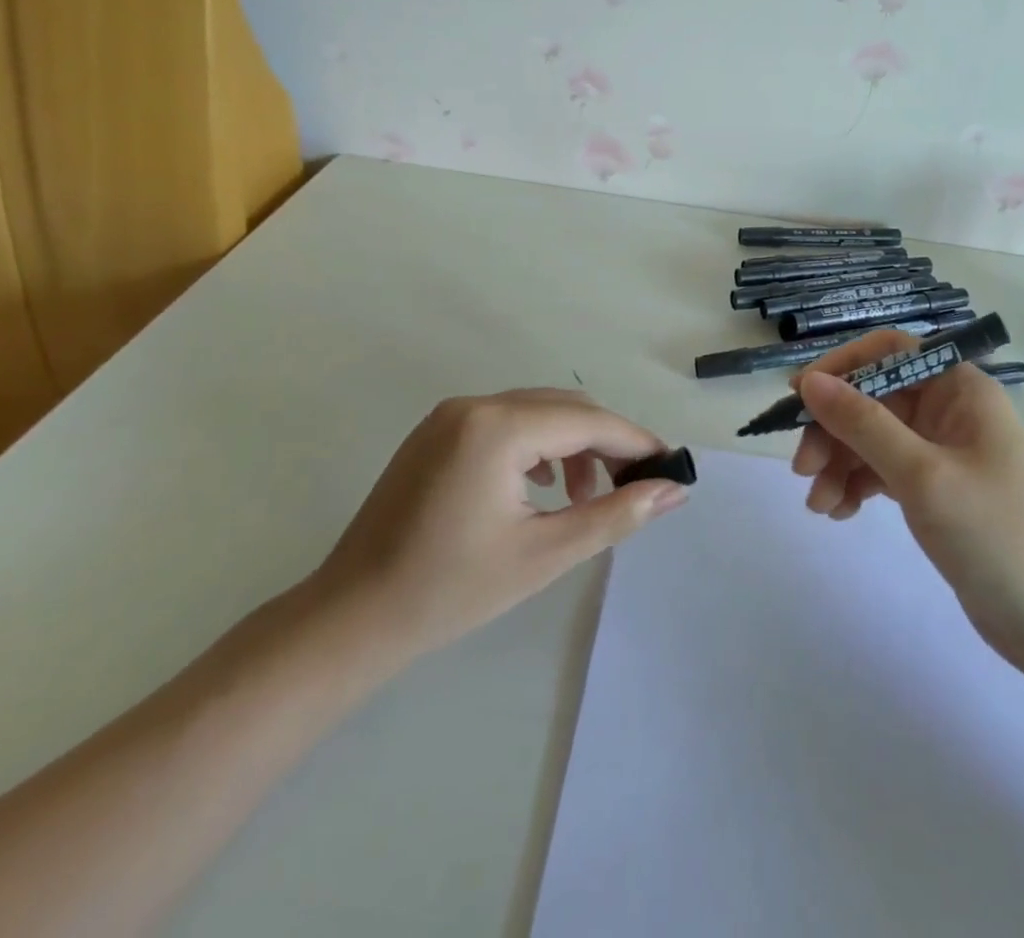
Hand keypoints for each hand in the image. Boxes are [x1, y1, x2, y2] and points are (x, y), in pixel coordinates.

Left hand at [306, 389, 687, 670]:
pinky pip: (506, 422)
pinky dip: (537, 445)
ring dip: (572, 444)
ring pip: (537, 412)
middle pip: (564, 408)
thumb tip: (673, 490)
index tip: (670, 465)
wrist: (351, 618)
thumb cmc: (450, 591)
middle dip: (606, 442)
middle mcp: (474, 405)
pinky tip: (542, 486)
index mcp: (497, 428)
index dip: (635, 442)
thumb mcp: (544, 553)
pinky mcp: (437, 431)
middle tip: (634, 485)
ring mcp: (450, 415)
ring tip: (585, 495)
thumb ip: (615, 514)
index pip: (587, 421)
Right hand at [790, 331, 1023, 667]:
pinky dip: (857, 484)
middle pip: (873, 398)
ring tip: (819, 505)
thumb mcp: (922, 475)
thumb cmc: (994, 535)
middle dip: (833, 429)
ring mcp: (941, 449)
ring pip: (872, 436)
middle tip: (802, 469)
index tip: (800, 396)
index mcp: (959, 389)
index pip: (889, 352)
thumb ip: (862, 423)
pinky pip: (882, 469)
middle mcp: (949, 409)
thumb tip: (809, 381)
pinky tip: (839, 512)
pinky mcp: (934, 486)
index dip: (841, 366)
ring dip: (839, 463)